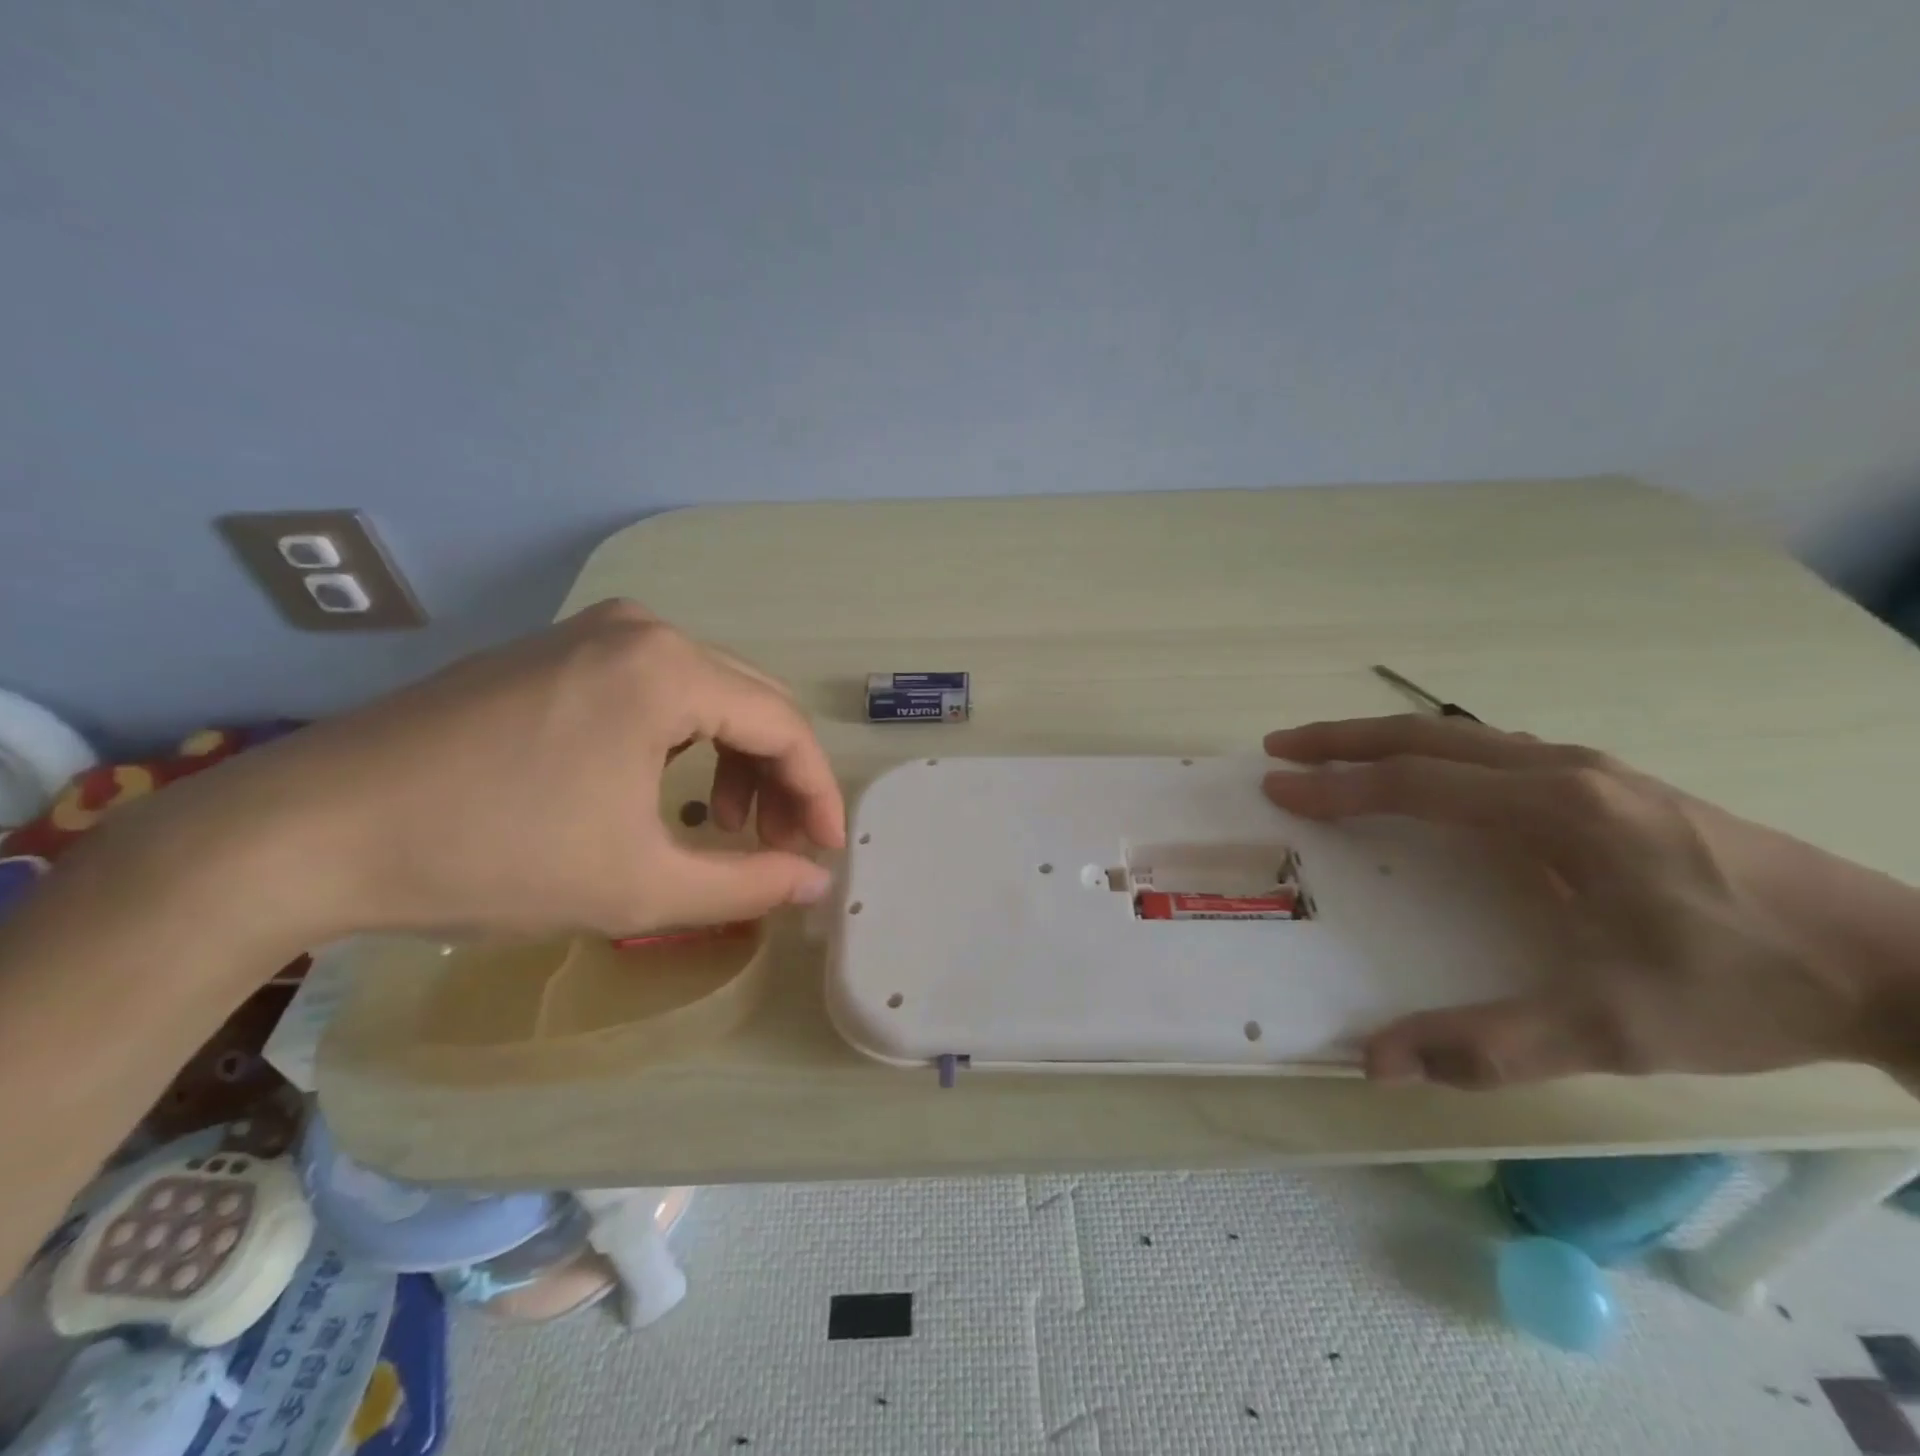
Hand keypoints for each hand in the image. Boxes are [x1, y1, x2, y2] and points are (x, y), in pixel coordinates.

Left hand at [110, 601, 845, 950]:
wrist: (310, 831)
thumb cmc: (492, 855)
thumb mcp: (639, 885)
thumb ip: (747, 885)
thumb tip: (816, 883)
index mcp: (668, 668)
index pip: (783, 727)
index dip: (817, 793)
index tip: (825, 851)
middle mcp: (641, 630)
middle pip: (751, 701)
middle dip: (779, 777)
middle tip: (782, 845)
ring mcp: (591, 633)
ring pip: (706, 693)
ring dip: (734, 757)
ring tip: (725, 824)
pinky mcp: (554, 651)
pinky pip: (654, 688)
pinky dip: (683, 739)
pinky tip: (667, 786)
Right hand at [1260, 714, 1919, 1088]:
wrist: (1894, 964)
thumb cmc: (1739, 987)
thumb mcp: (1611, 1030)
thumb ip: (1486, 1044)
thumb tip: (1373, 1062)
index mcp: (1553, 811)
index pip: (1413, 783)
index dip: (1335, 786)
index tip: (1276, 787)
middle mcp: (1561, 770)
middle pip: (1425, 736)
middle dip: (1341, 739)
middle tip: (1279, 747)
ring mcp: (1589, 769)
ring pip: (1460, 735)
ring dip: (1385, 740)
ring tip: (1331, 753)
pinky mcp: (1608, 782)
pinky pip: (1492, 750)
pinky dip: (1433, 752)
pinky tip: (1426, 777)